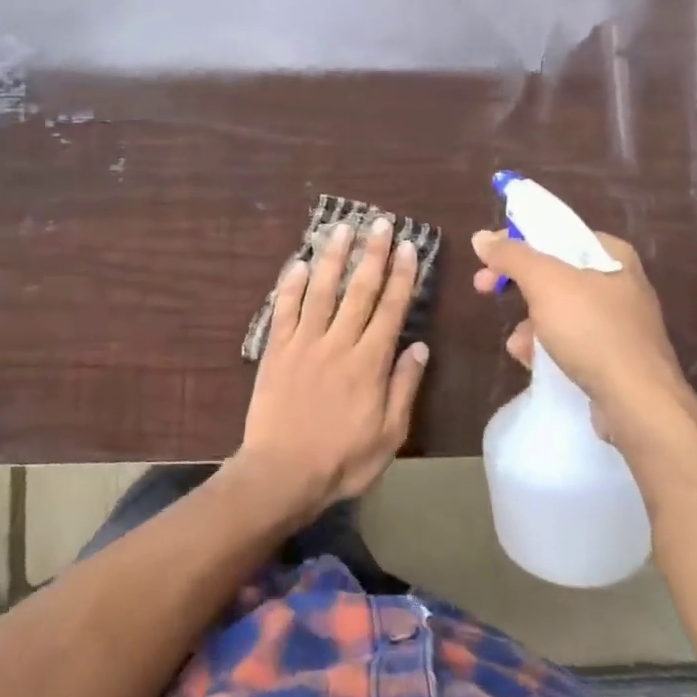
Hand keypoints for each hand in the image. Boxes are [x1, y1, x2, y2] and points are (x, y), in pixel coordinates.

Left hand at [237, 217, 429, 514]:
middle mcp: (338, 343)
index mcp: (369, 363)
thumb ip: (404, 387)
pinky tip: (298, 263)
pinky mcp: (276, 350)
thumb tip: (420, 347)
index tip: (407, 247)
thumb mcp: (389, 435)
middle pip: (358, 290)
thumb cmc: (342, 461)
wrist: (282, 474)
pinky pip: (284, 310)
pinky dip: (290, 285)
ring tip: (342, 228)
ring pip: (321, 291)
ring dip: (333, 257)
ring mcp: (304, 343)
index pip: (390, 309)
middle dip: (372, 254)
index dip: (400, 276)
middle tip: (380, 222)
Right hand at [471, 229, 696, 451]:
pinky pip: (571, 340)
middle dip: (518, 285)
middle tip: (483, 288)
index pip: (555, 232)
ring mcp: (620, 322)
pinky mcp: (615, 356)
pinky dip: (548, 346)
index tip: (485, 256)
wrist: (638, 404)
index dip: (516, 240)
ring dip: (530, 322)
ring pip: (559, 309)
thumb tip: (482, 237)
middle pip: (554, 271)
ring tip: (518, 343)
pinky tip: (533, 361)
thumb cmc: (592, 331)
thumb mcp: (545, 283)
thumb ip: (512, 255)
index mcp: (611, 254)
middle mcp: (619, 282)